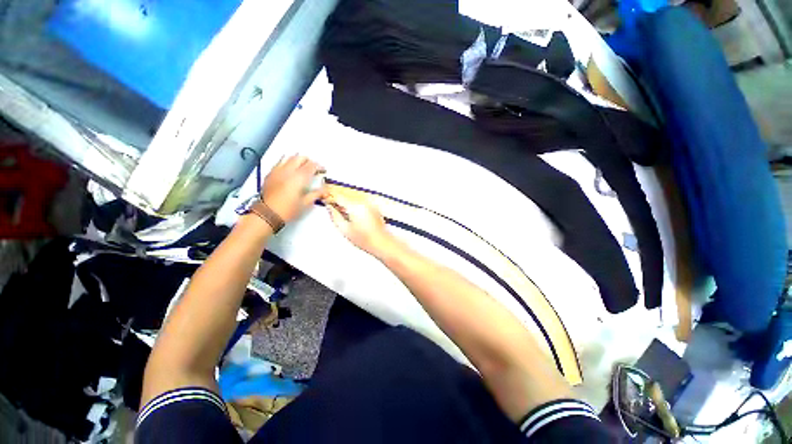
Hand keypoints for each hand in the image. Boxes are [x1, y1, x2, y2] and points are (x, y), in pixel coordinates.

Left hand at [261, 155, 327, 223]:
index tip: (323, 170)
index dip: (319, 166)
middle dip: (309, 161)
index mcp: (300, 177)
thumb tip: (326, 190)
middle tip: (313, 168)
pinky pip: (280, 162)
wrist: (268, 213)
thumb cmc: (289, 209)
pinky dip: (287, 162)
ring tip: (302, 167)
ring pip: (289, 157)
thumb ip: (317, 194)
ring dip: (297, 160)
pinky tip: (289, 170)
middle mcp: (289, 170)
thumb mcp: (306, 203)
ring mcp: (278, 170)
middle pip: (300, 158)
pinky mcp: (270, 173)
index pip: (312, 166)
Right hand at [325, 190, 395, 256]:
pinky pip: (360, 202)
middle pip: (346, 196)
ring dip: (346, 202)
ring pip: (353, 198)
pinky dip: (354, 205)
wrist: (382, 243)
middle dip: (338, 199)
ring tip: (343, 213)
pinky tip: (353, 215)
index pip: (338, 196)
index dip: (329, 196)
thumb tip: (329, 207)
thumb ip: (335, 216)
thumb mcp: (345, 229)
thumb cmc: (365, 239)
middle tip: (331, 206)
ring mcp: (370, 204)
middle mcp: (363, 202)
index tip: (324, 198)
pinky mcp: (374, 207)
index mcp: (355, 207)